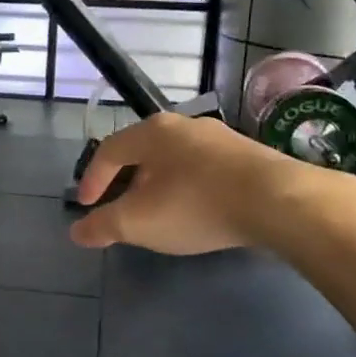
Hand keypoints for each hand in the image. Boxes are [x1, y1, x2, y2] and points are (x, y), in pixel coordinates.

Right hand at [71, 113, 300, 254]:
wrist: (279, 201)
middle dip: (126, 181)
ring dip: (159, 184)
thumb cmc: (196, 205)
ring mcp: (220, 137)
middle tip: (120, 208)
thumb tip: (77, 232)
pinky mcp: (249, 155)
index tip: (86, 206)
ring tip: (159, 211)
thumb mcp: (139, 222)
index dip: (92, 179)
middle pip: (142, 152)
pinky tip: (197, 210)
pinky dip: (189, 187)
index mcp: (152, 132)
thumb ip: (104, 226)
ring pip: (175, 159)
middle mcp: (184, 124)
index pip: (108, 151)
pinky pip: (204, 169)